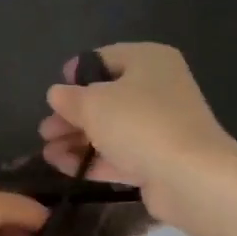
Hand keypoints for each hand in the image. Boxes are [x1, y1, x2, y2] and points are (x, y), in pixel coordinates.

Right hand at [38, 42, 236, 223]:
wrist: (191, 177)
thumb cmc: (139, 123)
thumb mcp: (93, 104)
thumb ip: (69, 98)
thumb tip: (57, 94)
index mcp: (148, 60)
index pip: (105, 58)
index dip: (76, 74)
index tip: (55, 93)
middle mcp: (158, 88)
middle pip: (105, 97)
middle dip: (71, 115)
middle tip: (45, 131)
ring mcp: (160, 126)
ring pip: (111, 128)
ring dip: (77, 140)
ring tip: (47, 153)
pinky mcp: (159, 159)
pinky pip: (119, 154)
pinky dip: (92, 159)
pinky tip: (62, 167)